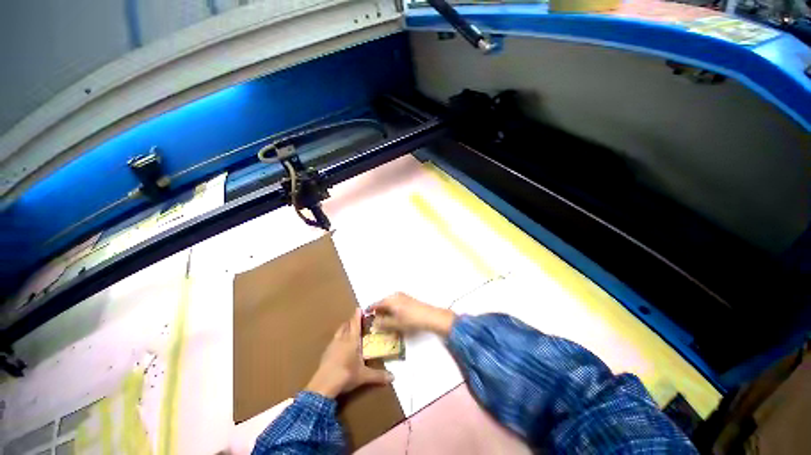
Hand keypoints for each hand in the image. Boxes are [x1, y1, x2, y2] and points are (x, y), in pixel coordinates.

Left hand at [305, 309, 393, 398]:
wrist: (323, 386)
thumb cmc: (346, 375)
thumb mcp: (364, 376)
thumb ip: (379, 375)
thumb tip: (393, 378)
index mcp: (352, 340)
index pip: (355, 323)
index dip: (357, 315)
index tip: (359, 308)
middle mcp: (342, 339)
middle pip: (346, 325)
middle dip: (351, 321)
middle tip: (356, 320)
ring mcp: (332, 346)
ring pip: (339, 332)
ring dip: (344, 329)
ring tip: (348, 330)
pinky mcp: (325, 353)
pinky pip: (333, 341)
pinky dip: (338, 339)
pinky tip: (339, 346)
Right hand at [369, 292, 455, 336]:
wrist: (429, 316)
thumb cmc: (410, 320)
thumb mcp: (395, 324)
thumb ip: (383, 324)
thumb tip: (374, 323)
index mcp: (390, 300)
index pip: (376, 304)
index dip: (370, 310)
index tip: (365, 316)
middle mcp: (395, 295)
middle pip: (383, 303)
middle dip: (378, 312)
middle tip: (374, 321)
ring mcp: (402, 296)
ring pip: (389, 304)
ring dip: (386, 312)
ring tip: (384, 322)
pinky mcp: (408, 300)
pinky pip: (396, 304)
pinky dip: (392, 310)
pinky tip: (394, 319)